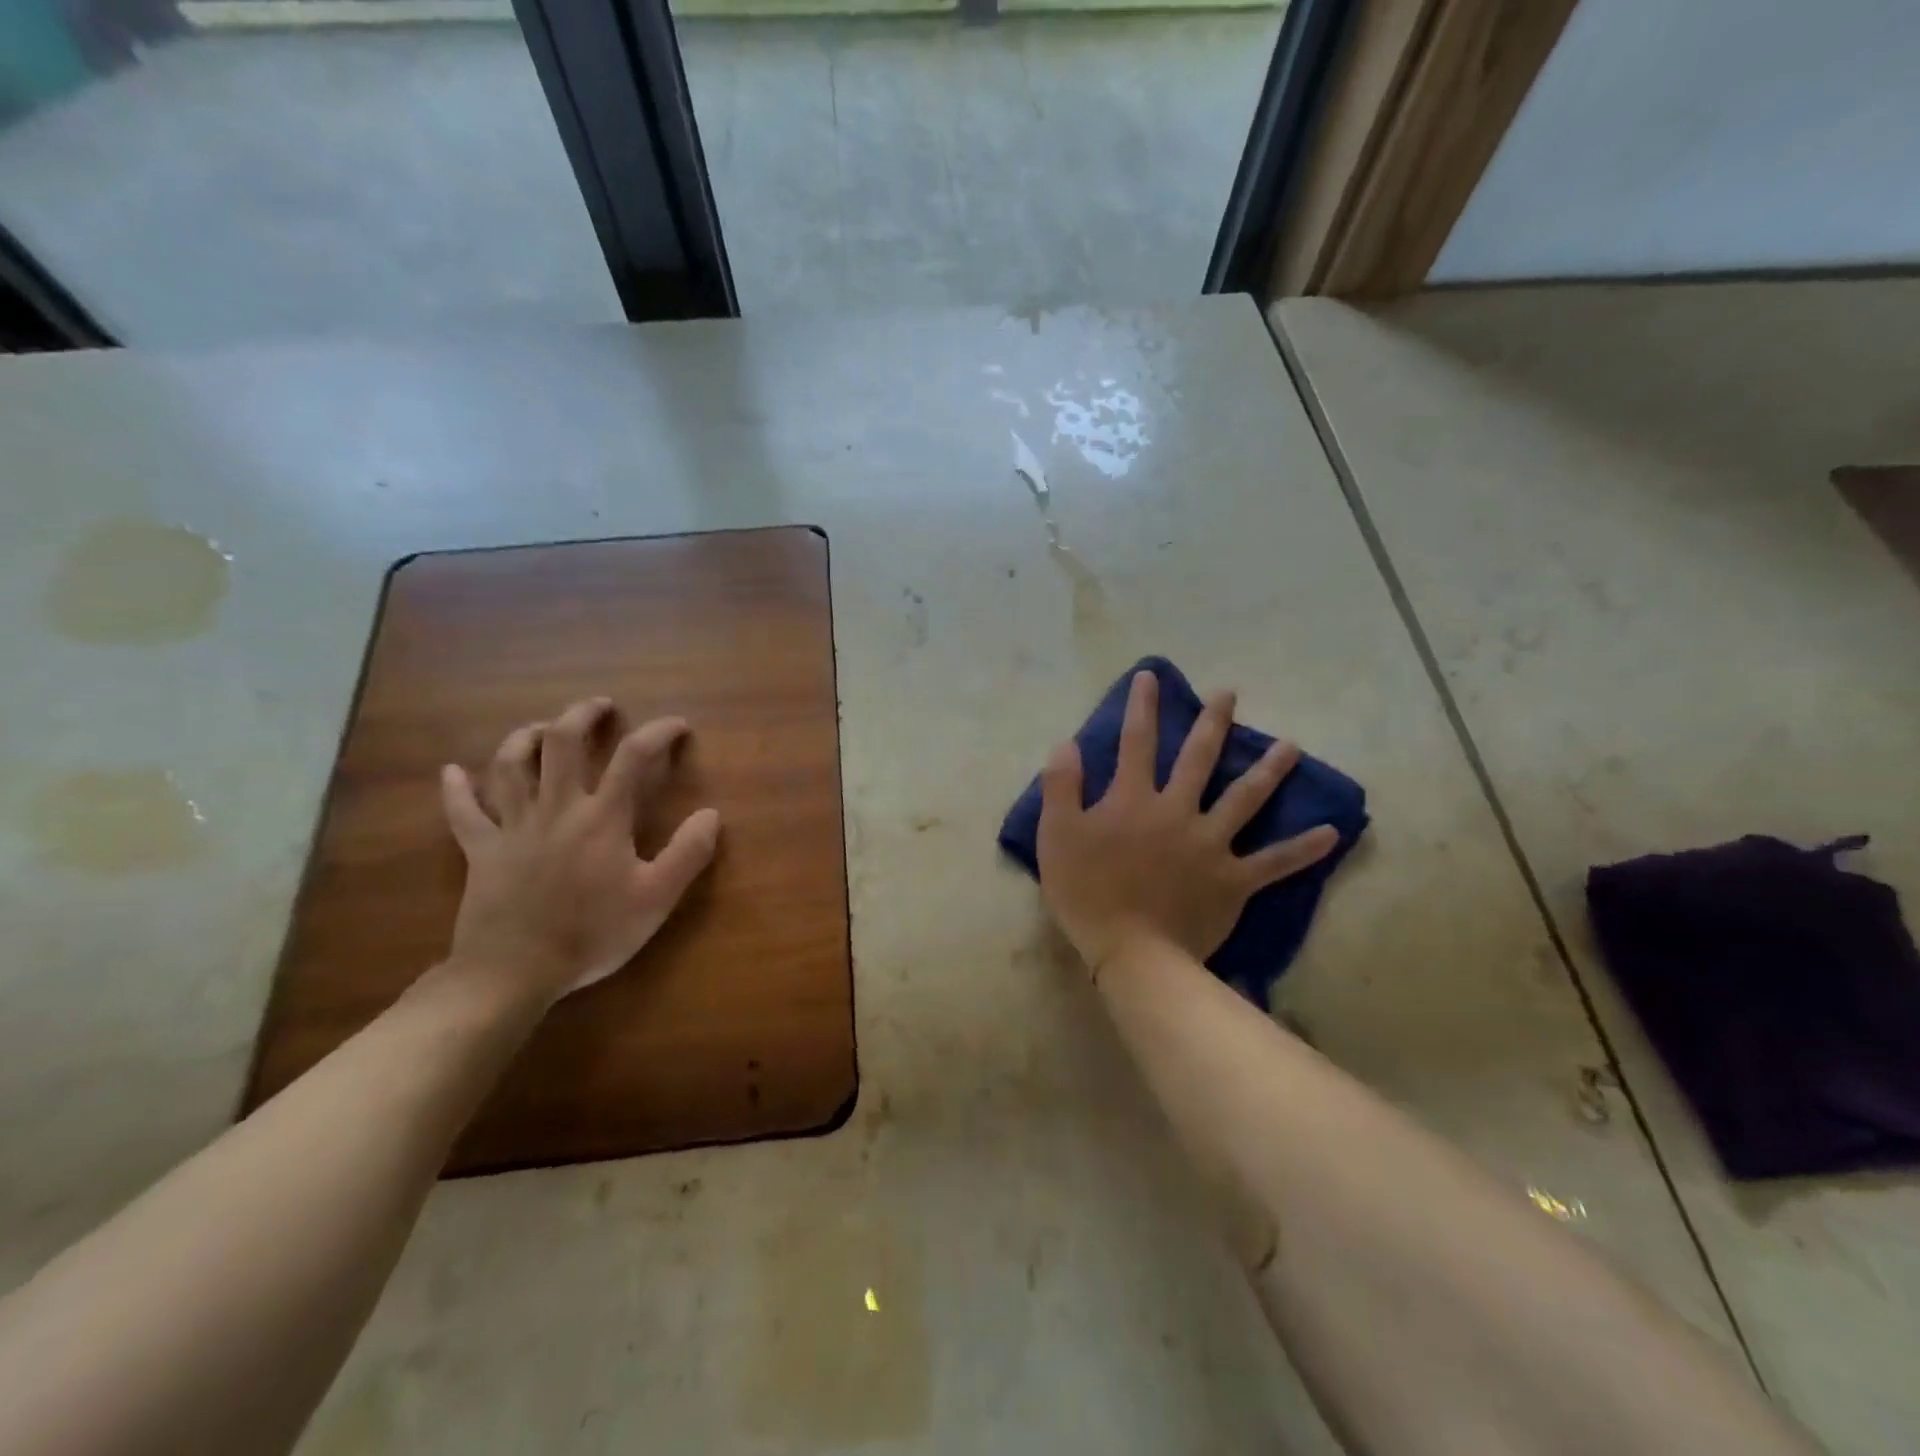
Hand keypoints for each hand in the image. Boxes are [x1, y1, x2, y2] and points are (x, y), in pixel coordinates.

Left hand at [438, 697, 720, 1005]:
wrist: (514, 971)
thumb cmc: (592, 933)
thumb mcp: (656, 899)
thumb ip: (688, 853)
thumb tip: (711, 814)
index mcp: (602, 817)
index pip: (634, 757)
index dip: (658, 732)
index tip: (677, 725)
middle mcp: (556, 808)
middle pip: (562, 743)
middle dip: (583, 715)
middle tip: (601, 707)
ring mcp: (513, 826)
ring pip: (510, 765)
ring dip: (525, 737)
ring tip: (541, 728)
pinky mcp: (481, 850)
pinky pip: (464, 812)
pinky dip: (456, 789)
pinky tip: (452, 771)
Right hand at [1037, 670, 1337, 972]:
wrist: (1131, 951)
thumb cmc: (1086, 892)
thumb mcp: (1056, 834)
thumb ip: (1061, 786)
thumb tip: (1068, 744)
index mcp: (1134, 799)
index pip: (1137, 742)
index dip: (1142, 707)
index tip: (1151, 677)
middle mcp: (1177, 810)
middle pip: (1199, 758)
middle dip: (1213, 722)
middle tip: (1230, 694)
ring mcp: (1211, 844)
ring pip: (1245, 799)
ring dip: (1269, 770)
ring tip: (1291, 746)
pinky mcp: (1234, 879)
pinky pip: (1275, 862)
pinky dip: (1304, 848)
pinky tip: (1332, 833)